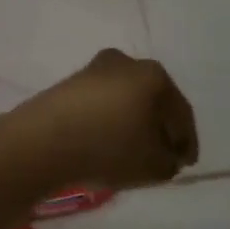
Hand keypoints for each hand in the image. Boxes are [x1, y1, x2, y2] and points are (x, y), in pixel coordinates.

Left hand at [17, 49, 197, 190]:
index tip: (187, 163)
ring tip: (134, 151)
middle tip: (164, 155)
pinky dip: (110, 122)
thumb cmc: (109, 148)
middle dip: (160, 128)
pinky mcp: (69, 84)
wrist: (42, 142)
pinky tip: (107, 143)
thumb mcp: (153, 166)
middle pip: (154, 101)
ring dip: (134, 124)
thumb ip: (169, 161)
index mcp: (156, 76)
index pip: (181, 112)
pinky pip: (102, 105)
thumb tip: (168, 156)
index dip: (187, 141)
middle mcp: (128, 62)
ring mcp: (95, 70)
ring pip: (127, 100)